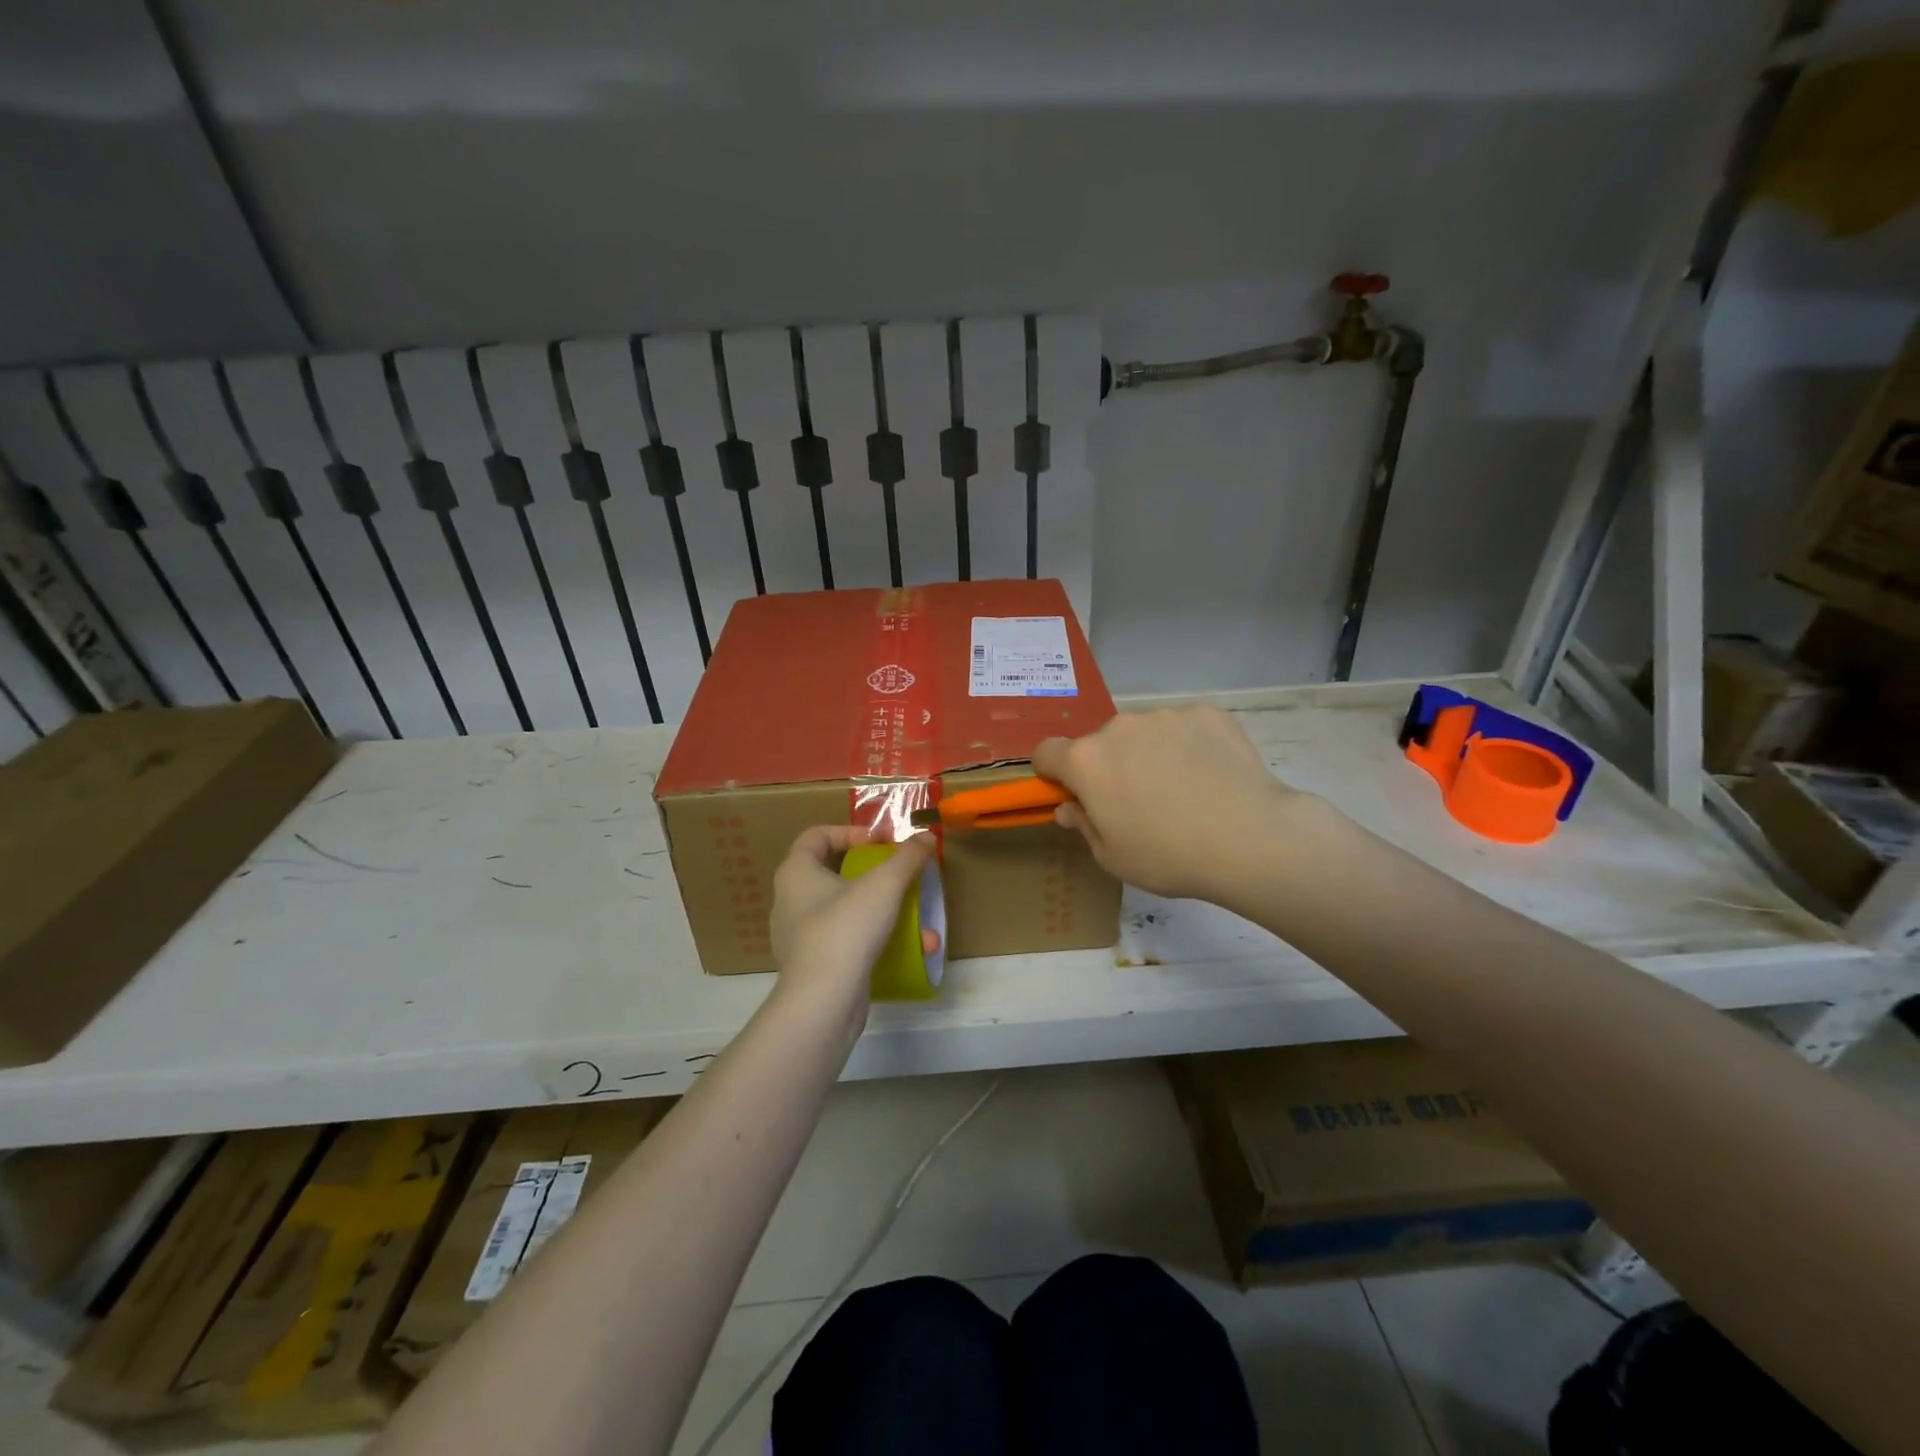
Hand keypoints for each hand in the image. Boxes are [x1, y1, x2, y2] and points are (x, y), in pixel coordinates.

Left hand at [770, 826, 939, 1012]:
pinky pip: (848, 942)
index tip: (884, 842)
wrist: (823, 1003)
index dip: (852, 832)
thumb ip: (908, 857)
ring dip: (885, 912)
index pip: (817, 836)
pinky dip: (878, 941)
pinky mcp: (814, 967)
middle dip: (876, 875)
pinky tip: (911, 951)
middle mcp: (791, 901)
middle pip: (835, 873)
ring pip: (847, 911)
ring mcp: (800, 937)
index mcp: (796, 873)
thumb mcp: (885, 884)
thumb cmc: (846, 928)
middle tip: (901, 877)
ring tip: (919, 921)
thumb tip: (928, 838)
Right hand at [1034, 707, 1315, 901]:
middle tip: (1139, 802)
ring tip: (1183, 790)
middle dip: (1109, 766)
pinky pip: (1185, 727)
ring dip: (1150, 753)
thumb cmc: (1168, 856)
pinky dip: (1190, 746)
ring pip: (1144, 733)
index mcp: (1086, 760)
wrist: (1250, 838)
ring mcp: (1165, 715)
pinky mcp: (1207, 713)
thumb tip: (1070, 807)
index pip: (1046, 752)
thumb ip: (1083, 825)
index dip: (1054, 773)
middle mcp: (1119, 727)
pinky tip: (1212, 776)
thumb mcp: (1112, 857)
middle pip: (1100, 743)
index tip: (1075, 794)